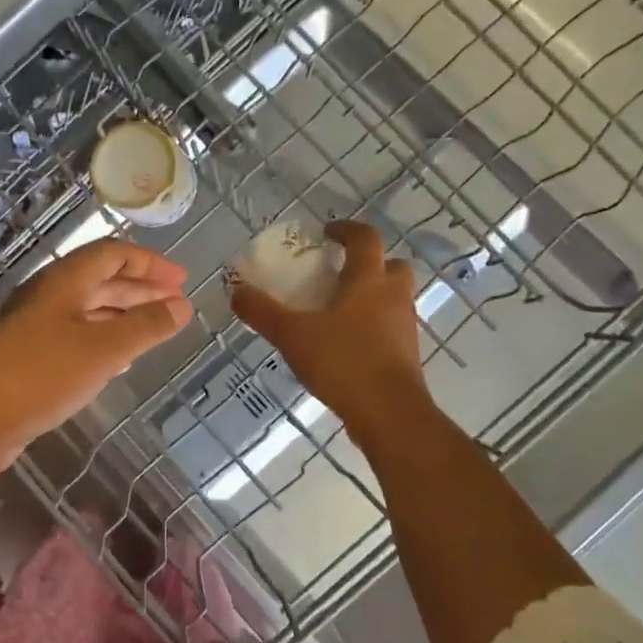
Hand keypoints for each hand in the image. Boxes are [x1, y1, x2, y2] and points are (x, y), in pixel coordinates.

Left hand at [0, 238, 192, 478]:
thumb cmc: (43, 374)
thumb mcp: (103, 349)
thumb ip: (146, 326)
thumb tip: (181, 306)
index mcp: (64, 281)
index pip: (113, 253)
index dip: (150, 263)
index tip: (182, 281)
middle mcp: (50, 295)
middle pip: (102, 279)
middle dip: (142, 288)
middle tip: (177, 304)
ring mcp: (38, 325)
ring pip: (90, 308)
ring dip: (125, 314)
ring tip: (157, 328)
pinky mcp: (32, 354)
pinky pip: (77, 335)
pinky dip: (106, 338)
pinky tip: (122, 358)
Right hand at [229, 220, 435, 448]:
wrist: (389, 413)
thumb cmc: (343, 362)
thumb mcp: (291, 334)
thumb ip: (262, 311)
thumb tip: (235, 290)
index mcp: (369, 280)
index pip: (365, 238)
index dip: (346, 229)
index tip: (326, 232)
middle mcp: (393, 296)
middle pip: (391, 265)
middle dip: (369, 263)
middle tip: (339, 273)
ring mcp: (405, 326)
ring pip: (393, 297)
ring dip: (371, 295)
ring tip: (337, 310)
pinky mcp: (407, 354)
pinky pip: (391, 326)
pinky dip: (373, 325)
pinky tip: (345, 343)